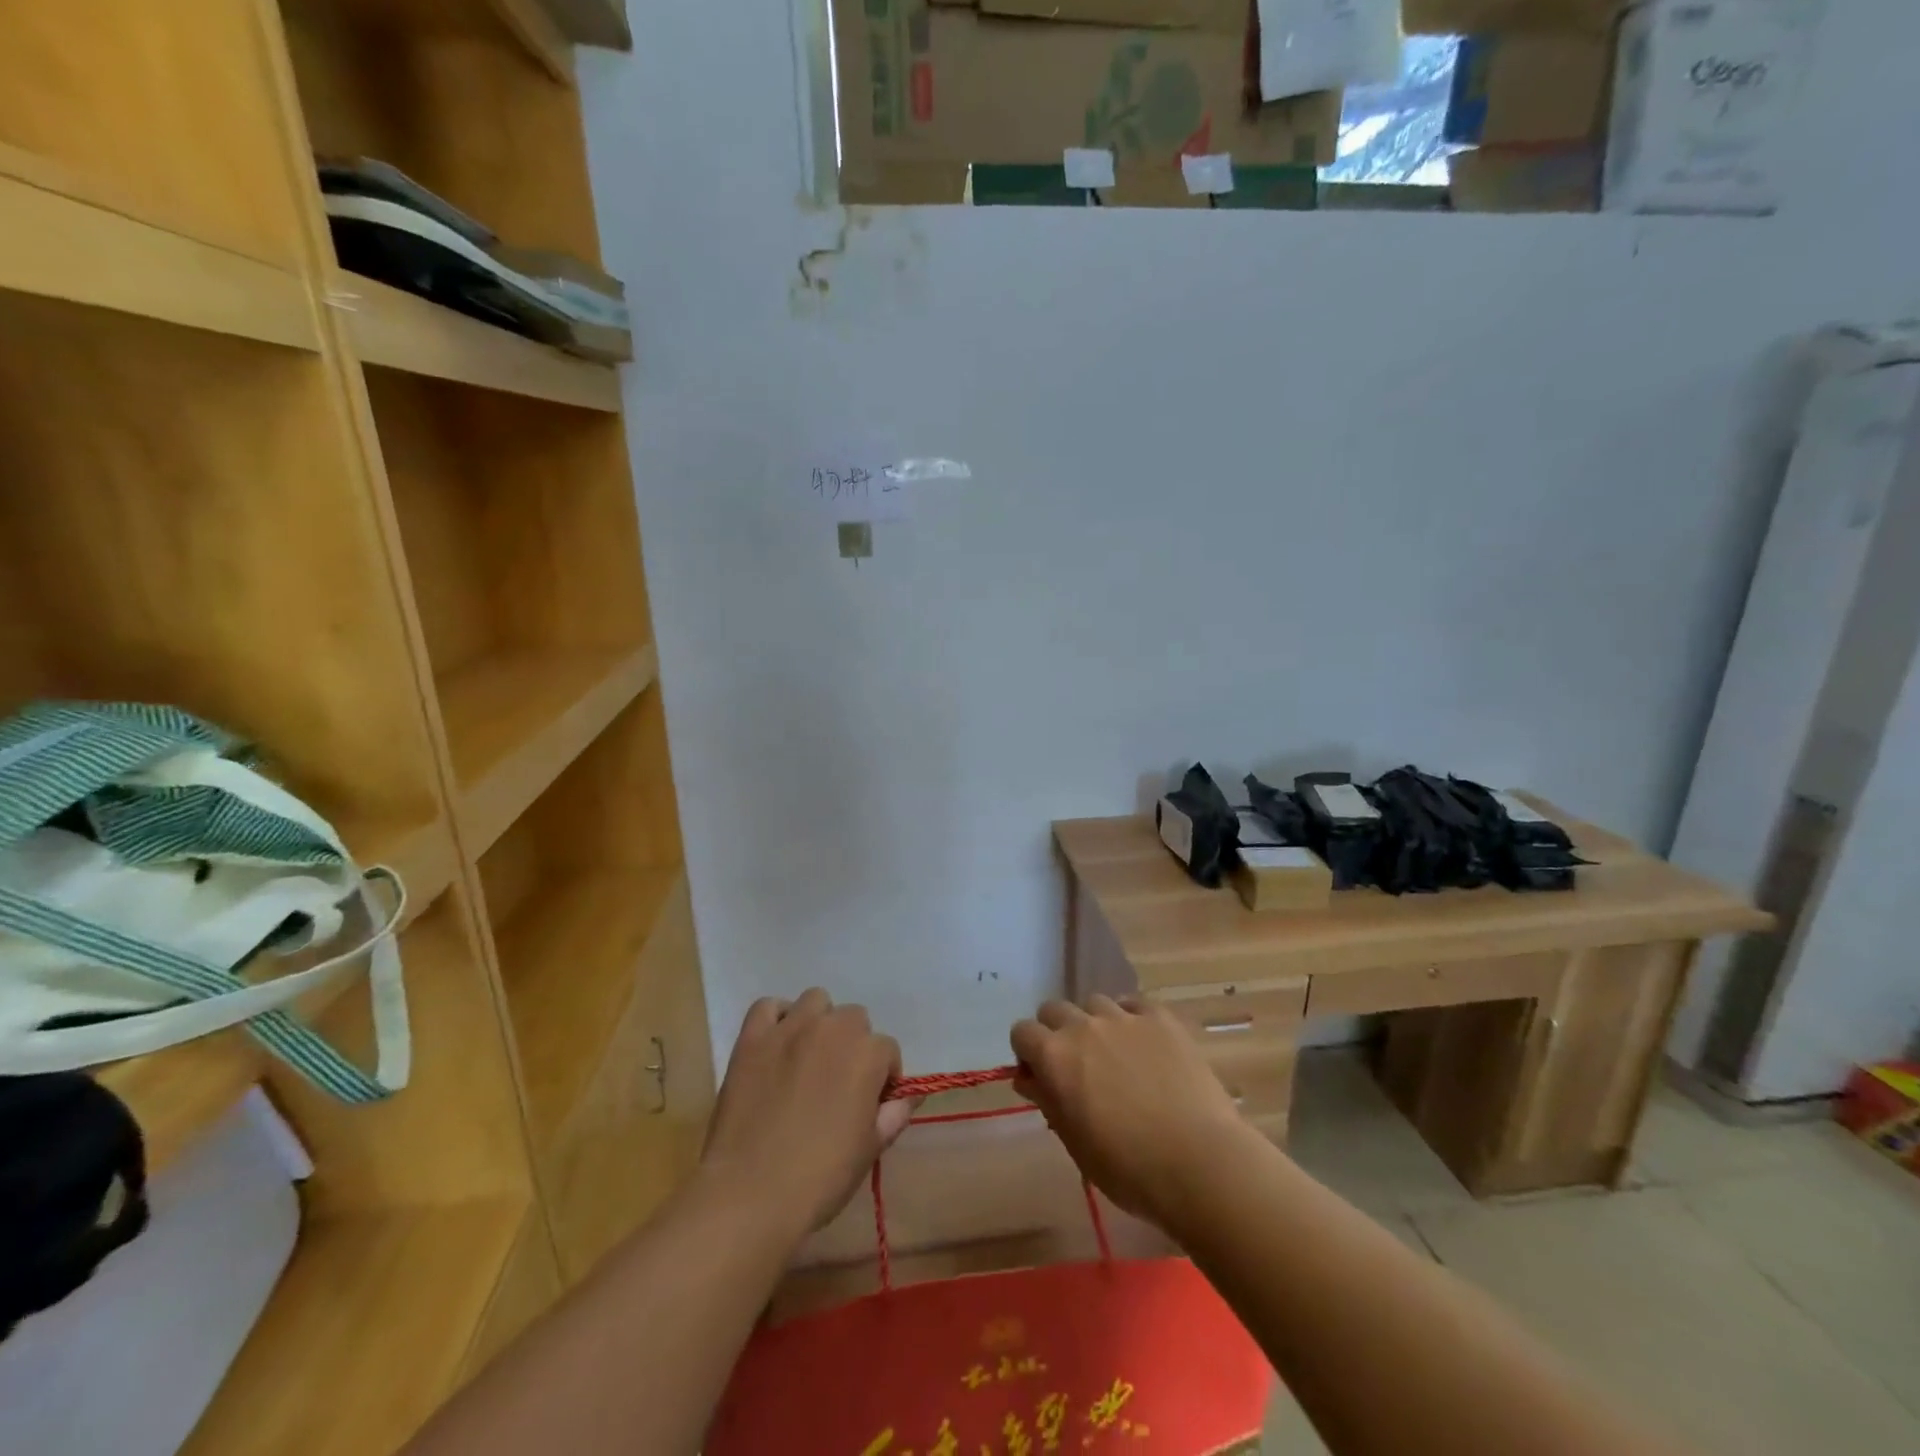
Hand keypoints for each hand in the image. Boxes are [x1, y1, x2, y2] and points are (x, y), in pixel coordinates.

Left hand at [701, 989, 913, 1240]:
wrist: (751, 1194)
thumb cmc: (820, 1177)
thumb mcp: (870, 1149)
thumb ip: (895, 1113)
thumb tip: (910, 1095)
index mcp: (866, 1054)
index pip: (887, 1051)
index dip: (882, 1078)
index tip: (870, 1104)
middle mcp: (832, 1029)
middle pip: (854, 1019)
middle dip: (853, 1045)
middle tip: (838, 1083)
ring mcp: (789, 1029)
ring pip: (815, 1001)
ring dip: (819, 1022)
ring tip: (809, 1058)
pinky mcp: (752, 1038)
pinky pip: (768, 1007)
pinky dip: (777, 1019)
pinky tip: (777, 1045)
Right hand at [1011, 995, 1250, 1226]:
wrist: (1199, 1163)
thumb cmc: (1128, 1168)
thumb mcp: (1075, 1144)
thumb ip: (1048, 1101)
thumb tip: (1030, 1079)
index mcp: (1054, 1056)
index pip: (1022, 1032)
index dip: (1028, 1054)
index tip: (1041, 1078)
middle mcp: (1083, 1026)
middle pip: (1054, 1010)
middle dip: (1056, 1032)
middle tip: (1075, 1067)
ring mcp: (1124, 1017)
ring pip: (1094, 1003)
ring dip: (1094, 1023)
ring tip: (1113, 1054)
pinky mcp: (1161, 1017)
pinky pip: (1133, 1004)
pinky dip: (1130, 1018)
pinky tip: (1143, 1044)